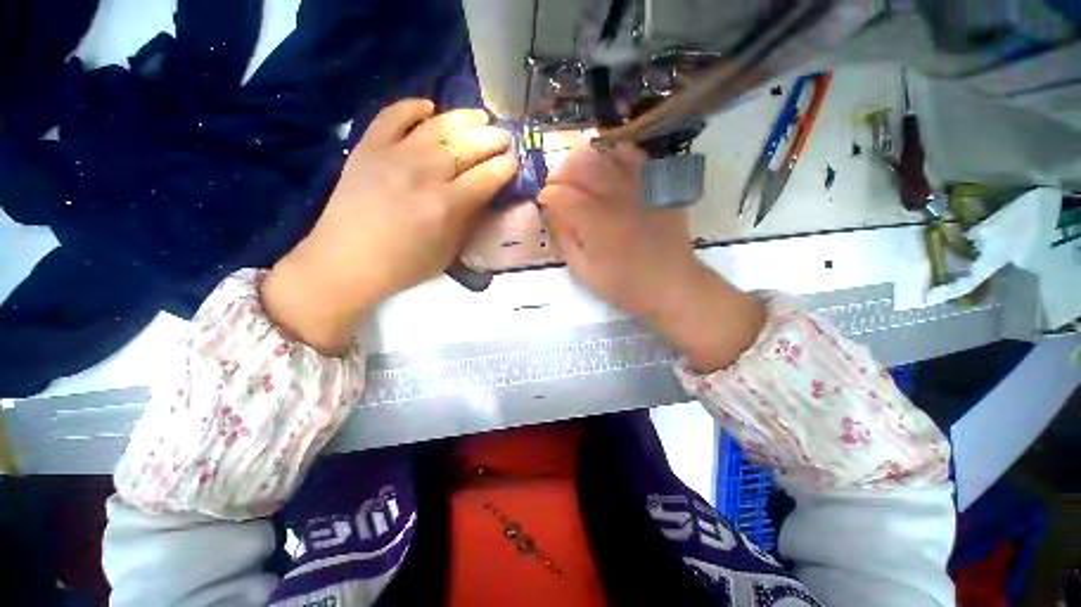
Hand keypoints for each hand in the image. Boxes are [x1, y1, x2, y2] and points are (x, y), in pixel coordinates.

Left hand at [262, 99, 515, 352]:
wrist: (346, 262)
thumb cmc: (404, 266)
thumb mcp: (448, 251)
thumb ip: (468, 220)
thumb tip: (484, 195)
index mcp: (446, 206)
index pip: (486, 177)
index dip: (504, 168)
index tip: (512, 163)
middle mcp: (424, 174)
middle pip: (467, 146)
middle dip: (492, 139)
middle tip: (504, 138)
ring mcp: (393, 155)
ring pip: (437, 125)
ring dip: (464, 118)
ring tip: (480, 116)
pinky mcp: (368, 147)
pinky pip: (393, 115)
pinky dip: (413, 107)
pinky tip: (429, 107)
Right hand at [538, 144, 764, 371]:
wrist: (670, 284)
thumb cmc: (623, 285)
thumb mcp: (583, 272)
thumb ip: (564, 240)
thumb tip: (552, 214)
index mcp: (595, 222)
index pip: (560, 194)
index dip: (546, 195)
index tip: (544, 202)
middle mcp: (615, 196)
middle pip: (580, 164)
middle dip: (561, 171)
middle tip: (558, 186)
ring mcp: (639, 186)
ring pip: (605, 153)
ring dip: (585, 160)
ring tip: (580, 175)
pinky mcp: (656, 185)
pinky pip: (634, 156)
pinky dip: (615, 155)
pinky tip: (609, 168)